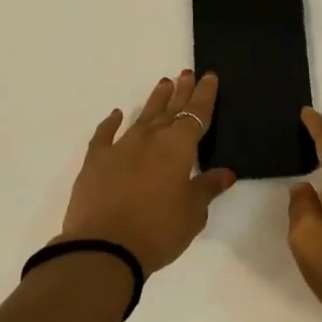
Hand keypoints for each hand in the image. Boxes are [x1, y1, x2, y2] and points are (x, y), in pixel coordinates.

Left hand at [59, 70, 236, 273]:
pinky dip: (111, 123)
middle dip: (180, 92)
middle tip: (186, 73)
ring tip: (162, 84)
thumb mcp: (192, 214)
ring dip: (154, 101)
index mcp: (178, 147)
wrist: (103, 247)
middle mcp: (150, 139)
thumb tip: (226, 173)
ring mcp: (120, 148)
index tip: (208, 77)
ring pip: (142, 117)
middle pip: (170, 110)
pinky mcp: (96, 162)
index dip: (204, 96)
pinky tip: (116, 114)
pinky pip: (105, 135)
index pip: (196, 114)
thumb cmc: (158, 230)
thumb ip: (207, 189)